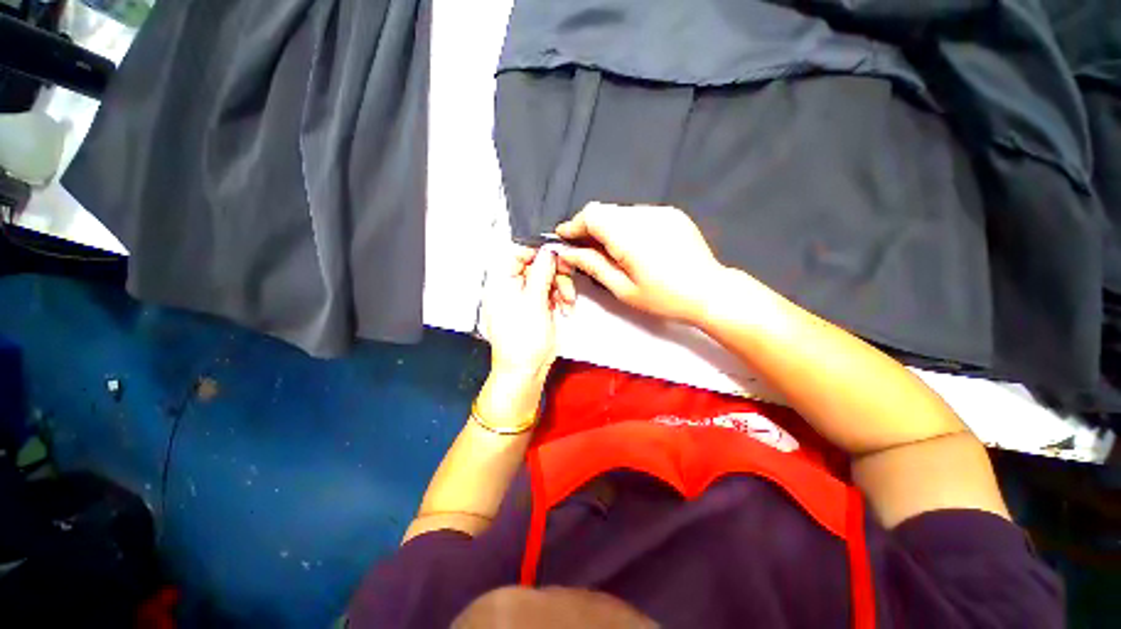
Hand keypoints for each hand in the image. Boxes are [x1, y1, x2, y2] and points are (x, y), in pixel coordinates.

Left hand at [483, 245, 574, 384]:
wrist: (527, 368)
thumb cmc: (521, 341)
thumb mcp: (533, 301)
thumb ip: (541, 272)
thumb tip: (548, 251)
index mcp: (501, 282)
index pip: (518, 253)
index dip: (538, 252)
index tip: (556, 257)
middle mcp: (513, 287)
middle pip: (537, 265)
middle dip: (555, 273)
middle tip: (566, 281)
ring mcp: (527, 297)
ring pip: (549, 278)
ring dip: (562, 287)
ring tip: (567, 301)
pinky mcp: (538, 306)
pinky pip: (553, 292)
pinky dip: (562, 297)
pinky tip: (565, 307)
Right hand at [555, 202, 725, 322]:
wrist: (710, 291)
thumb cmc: (665, 298)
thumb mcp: (623, 289)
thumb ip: (593, 266)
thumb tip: (568, 253)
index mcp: (629, 236)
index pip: (591, 215)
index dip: (574, 225)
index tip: (564, 238)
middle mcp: (644, 216)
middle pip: (604, 211)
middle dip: (589, 228)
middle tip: (585, 250)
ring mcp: (660, 212)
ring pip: (620, 212)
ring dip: (608, 227)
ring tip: (611, 251)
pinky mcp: (671, 213)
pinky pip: (638, 214)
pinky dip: (627, 226)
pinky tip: (634, 246)